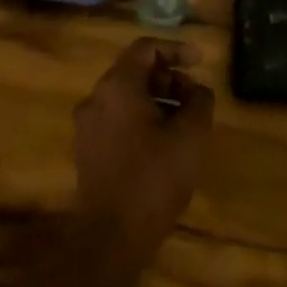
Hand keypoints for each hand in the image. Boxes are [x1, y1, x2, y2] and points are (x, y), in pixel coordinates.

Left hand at [72, 38, 215, 268]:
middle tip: (194, 98)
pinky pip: (116, 119)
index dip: (176, 49)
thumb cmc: (154, 179)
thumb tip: (197, 90)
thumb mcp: (190, 136)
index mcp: (117, 86)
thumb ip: (199, 101)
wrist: (111, 237)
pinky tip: (162, 144)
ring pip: (125, 97)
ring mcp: (86, 125)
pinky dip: (140, 119)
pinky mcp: (86, 150)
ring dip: (156, 100)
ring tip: (183, 123)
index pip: (145, 48)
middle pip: (134, 71)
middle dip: (168, 78)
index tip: (200, 61)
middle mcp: (95, 98)